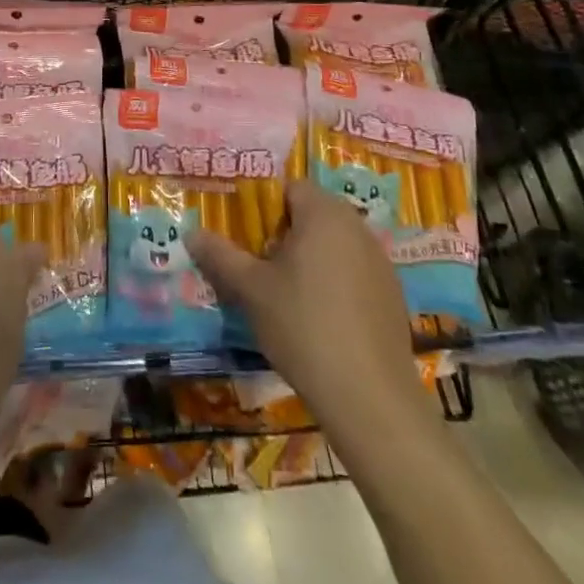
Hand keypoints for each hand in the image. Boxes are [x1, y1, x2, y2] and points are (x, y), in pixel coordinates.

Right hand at [190, 179, 430, 437]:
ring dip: (309, 257)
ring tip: (284, 294)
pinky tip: (319, 319)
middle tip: (258, 265)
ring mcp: (380, 261)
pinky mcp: (392, 295)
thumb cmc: (303, 326)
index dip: (263, 207)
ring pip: (334, 244)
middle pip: (313, 214)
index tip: (245, 236)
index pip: (290, 187)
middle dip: (284, 233)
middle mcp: (357, 227)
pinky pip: (354, 271)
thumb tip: (191, 233)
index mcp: (324, 214)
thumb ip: (220, 255)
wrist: (369, 397)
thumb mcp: (251, 289)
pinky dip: (334, 282)